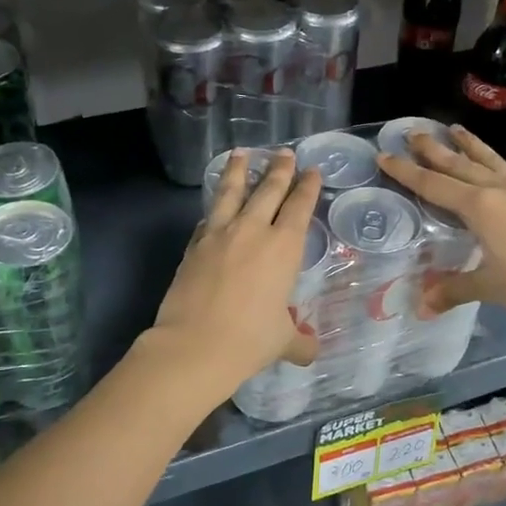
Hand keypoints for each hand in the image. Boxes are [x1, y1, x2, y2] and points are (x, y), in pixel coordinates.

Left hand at [144, 148, 322, 400]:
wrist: (195, 344)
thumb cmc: (250, 339)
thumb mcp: (282, 341)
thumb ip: (298, 342)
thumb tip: (310, 352)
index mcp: (284, 247)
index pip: (300, 207)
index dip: (308, 187)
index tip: (312, 171)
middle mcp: (253, 231)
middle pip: (268, 190)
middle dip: (279, 169)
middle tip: (284, 152)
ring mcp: (219, 234)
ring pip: (231, 192)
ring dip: (238, 170)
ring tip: (240, 153)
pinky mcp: (193, 245)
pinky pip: (207, 218)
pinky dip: (214, 208)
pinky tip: (213, 207)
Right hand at [378, 125, 505, 333]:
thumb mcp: (490, 286)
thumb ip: (453, 290)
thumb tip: (420, 307)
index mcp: (480, 207)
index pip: (434, 185)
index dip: (406, 172)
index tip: (385, 155)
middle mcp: (497, 190)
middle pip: (458, 164)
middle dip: (433, 149)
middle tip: (412, 132)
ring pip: (486, 160)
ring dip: (467, 145)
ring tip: (453, 129)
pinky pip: (504, 169)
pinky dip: (490, 159)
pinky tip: (490, 162)